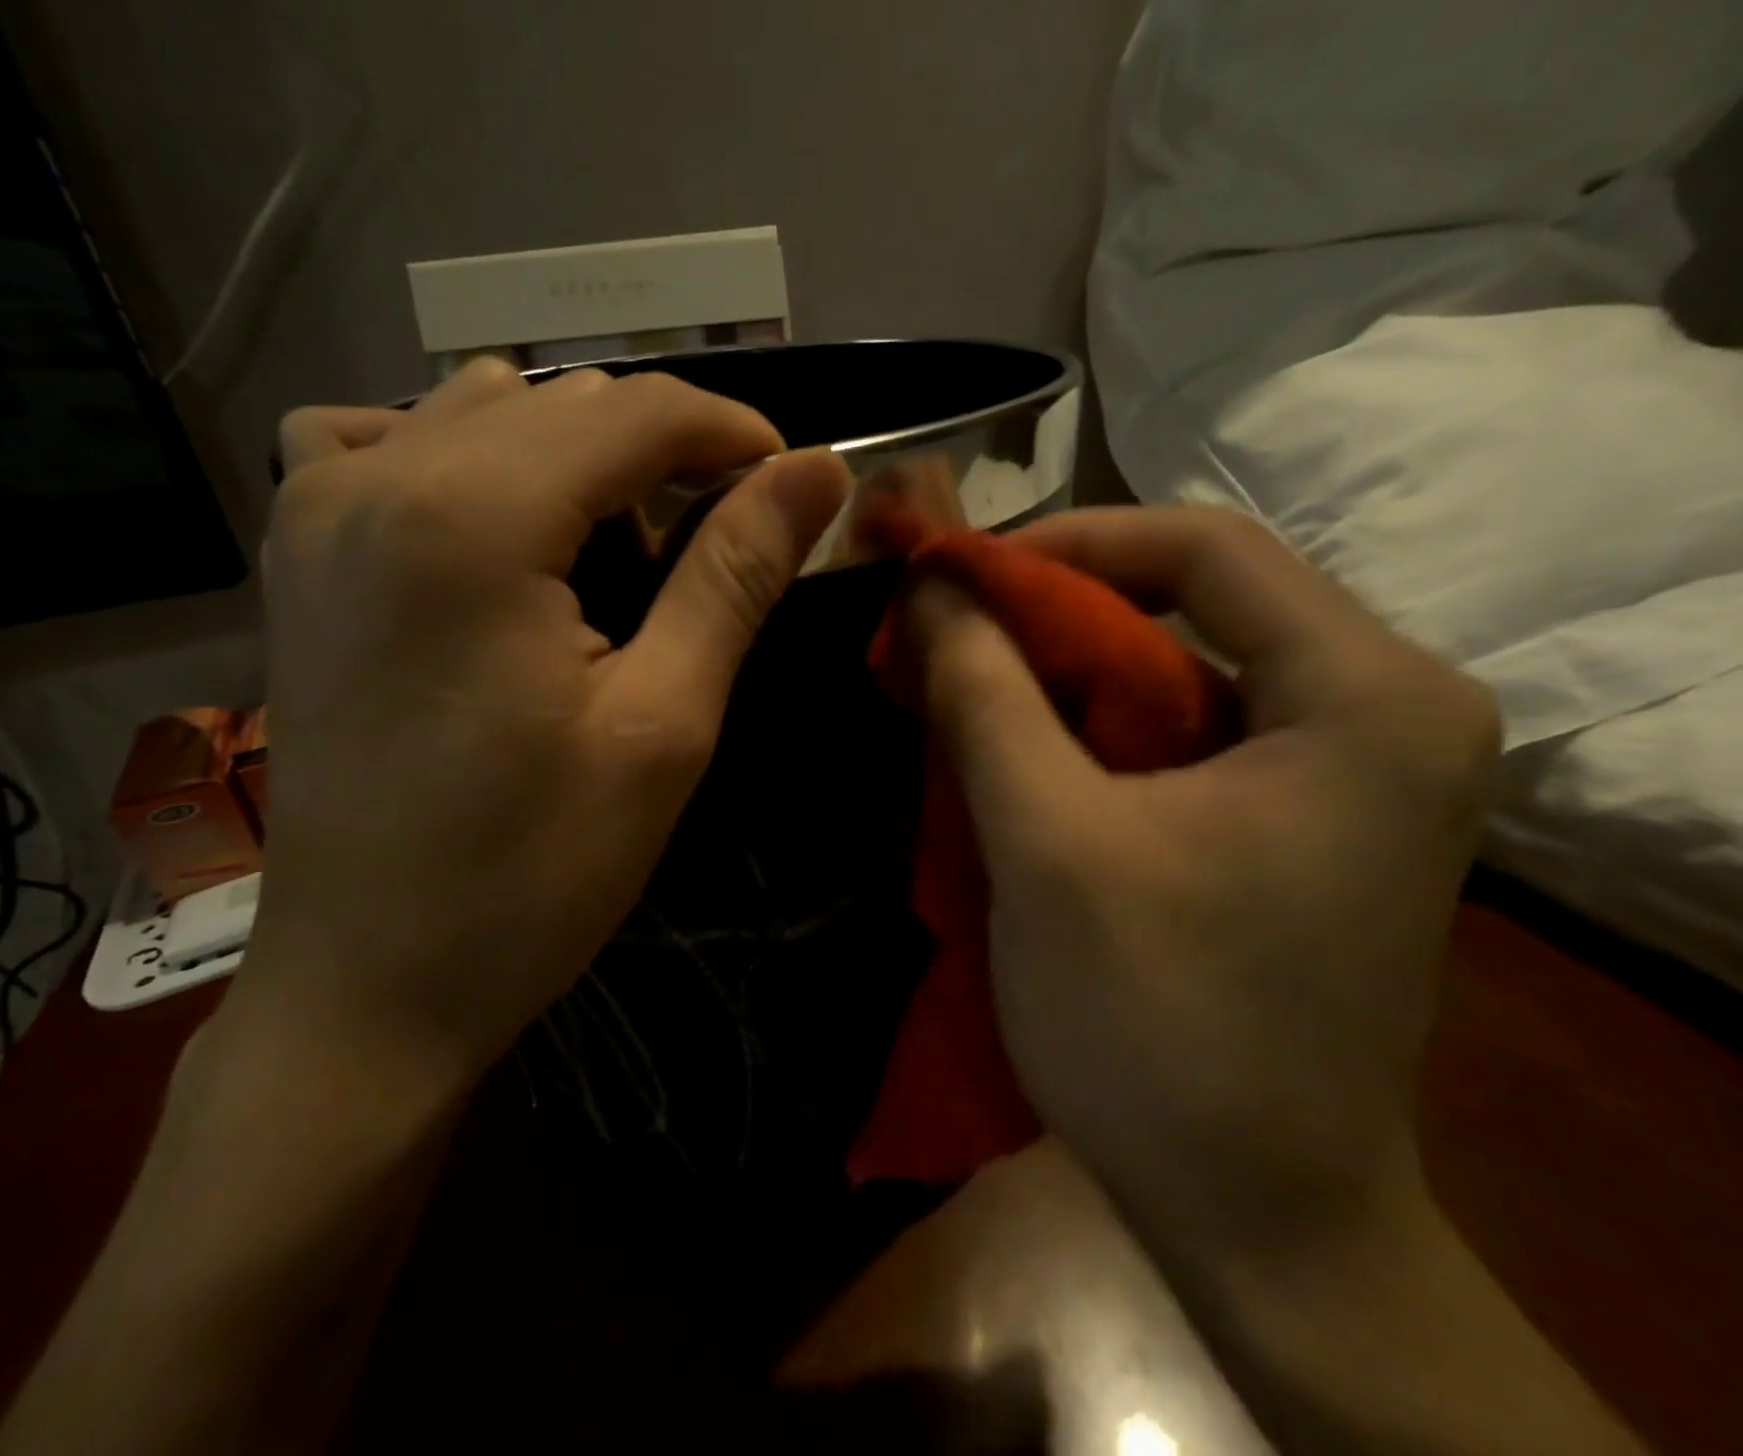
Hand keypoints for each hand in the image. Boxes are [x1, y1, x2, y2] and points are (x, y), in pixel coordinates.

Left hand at [239, 358, 848, 1088]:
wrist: (369, 981)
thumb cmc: (531, 872)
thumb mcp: (663, 725)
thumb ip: (735, 577)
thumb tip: (816, 474)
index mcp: (471, 518)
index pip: (636, 411)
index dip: (733, 432)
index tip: (792, 484)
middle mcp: (376, 478)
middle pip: (563, 402)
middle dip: (662, 455)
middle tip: (711, 550)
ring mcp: (316, 508)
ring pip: (482, 410)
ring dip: (574, 460)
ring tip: (614, 556)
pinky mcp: (296, 554)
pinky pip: (390, 444)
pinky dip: (468, 462)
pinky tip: (498, 534)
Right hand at [905, 507, 1500, 1261]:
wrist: (1258, 1213)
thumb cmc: (1157, 1024)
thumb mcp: (1046, 840)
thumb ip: (982, 695)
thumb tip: (928, 588)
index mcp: (1367, 696)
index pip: (1204, 547)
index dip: (1067, 542)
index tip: (957, 576)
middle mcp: (1385, 710)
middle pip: (1195, 604)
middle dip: (1055, 613)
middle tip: (946, 634)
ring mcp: (1349, 767)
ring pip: (1181, 667)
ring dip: (1064, 673)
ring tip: (966, 688)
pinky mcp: (1301, 816)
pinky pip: (1184, 730)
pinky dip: (1093, 727)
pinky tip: (1023, 753)